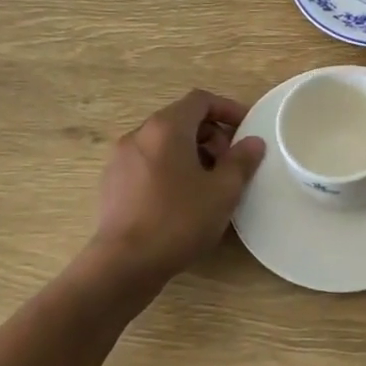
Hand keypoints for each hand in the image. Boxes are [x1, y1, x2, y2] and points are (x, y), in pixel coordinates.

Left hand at [87, 89, 265, 285]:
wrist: (123, 265)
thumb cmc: (178, 221)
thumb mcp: (222, 192)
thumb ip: (241, 161)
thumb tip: (253, 142)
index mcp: (166, 128)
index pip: (200, 100)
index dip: (227, 109)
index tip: (246, 129)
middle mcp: (139, 134)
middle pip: (181, 119)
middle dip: (211, 135)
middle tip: (230, 163)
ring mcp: (120, 159)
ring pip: (163, 142)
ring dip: (191, 152)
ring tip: (209, 183)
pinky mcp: (112, 183)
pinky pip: (147, 162)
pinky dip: (169, 167)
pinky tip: (182, 199)